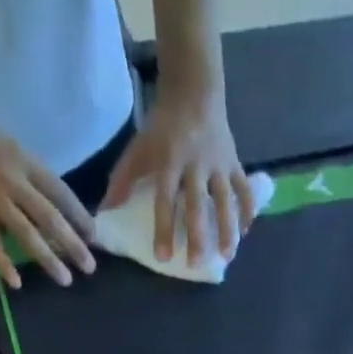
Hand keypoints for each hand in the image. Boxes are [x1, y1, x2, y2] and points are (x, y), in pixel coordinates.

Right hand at [0, 102, 95, 287]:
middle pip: (50, 218)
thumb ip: (27, 172)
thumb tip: (50, 203)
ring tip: (65, 280)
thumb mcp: (6, 143)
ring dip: (48, 259)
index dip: (79, 216)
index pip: (60, 192)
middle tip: (90, 267)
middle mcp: (12, 179)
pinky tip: (17, 283)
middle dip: (73, 245)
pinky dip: (4, 263)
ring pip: (27, 234)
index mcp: (23, 158)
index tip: (93, 236)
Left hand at [103, 90, 255, 262]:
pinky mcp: (234, 161)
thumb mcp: (140, 147)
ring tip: (226, 256)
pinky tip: (245, 232)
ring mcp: (218, 162)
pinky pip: (243, 189)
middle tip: (195, 264)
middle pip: (197, 204)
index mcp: (170, 159)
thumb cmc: (163, 124)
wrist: (194, 88)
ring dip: (227, 229)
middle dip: (197, 235)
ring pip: (225, 200)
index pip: (165, 198)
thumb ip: (123, 178)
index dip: (164, 228)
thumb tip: (105, 211)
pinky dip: (247, 210)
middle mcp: (196, 163)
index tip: (163, 257)